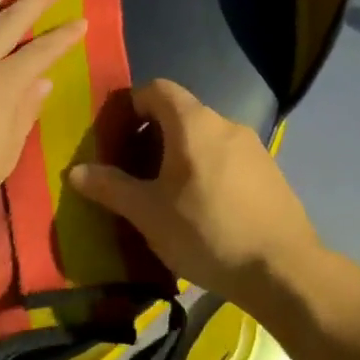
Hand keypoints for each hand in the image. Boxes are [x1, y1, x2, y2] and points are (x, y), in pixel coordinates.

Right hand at [68, 79, 318, 304]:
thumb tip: (75, 172)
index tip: (116, 133)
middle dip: (152, 134)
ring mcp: (253, 147)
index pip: (157, 88)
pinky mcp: (270, 172)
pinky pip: (227, 157)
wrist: (284, 270)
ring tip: (166, 193)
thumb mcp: (148, 213)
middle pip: (180, 113)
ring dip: (181, 154)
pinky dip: (207, 169)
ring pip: (205, 137)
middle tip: (134, 169)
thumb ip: (111, 187)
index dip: (132, 103)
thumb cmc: (207, 231)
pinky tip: (203, 208)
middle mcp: (225, 124)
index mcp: (193, 123)